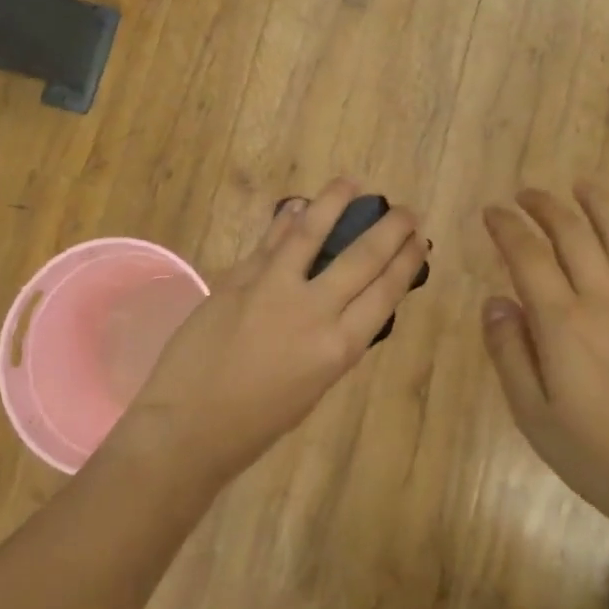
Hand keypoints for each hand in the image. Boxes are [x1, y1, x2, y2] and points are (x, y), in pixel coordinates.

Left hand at [118, 180, 428, 486]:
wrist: (189, 425)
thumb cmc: (257, 423)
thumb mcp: (313, 387)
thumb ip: (332, 342)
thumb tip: (345, 304)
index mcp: (339, 348)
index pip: (385, 291)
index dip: (406, 261)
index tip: (419, 240)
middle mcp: (314, 310)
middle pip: (362, 258)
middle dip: (390, 229)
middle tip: (404, 210)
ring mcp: (272, 288)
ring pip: (312, 232)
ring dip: (335, 202)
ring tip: (351, 183)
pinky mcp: (239, 277)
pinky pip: (270, 241)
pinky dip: (287, 220)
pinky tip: (298, 206)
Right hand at [481, 185, 608, 532]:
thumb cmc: (597, 457)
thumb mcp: (533, 414)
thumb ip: (509, 352)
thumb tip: (495, 300)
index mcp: (564, 324)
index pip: (528, 256)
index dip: (506, 228)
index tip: (491, 212)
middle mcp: (606, 301)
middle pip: (575, 235)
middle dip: (546, 206)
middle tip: (525, 194)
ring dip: (600, 205)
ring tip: (582, 185)